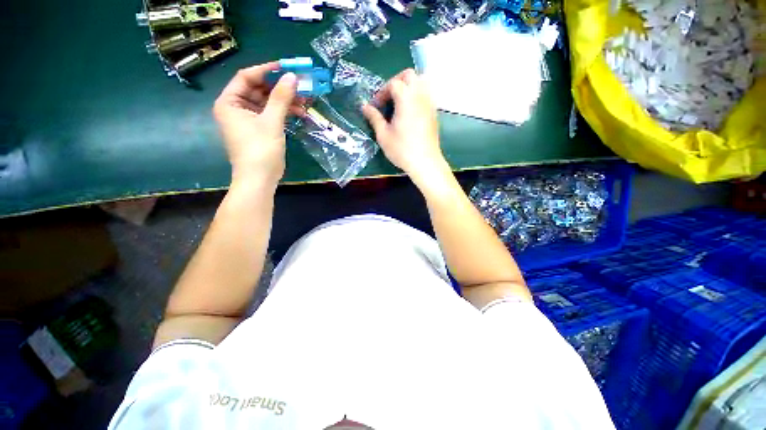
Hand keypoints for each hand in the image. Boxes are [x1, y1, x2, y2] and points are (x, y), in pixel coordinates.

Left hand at [213, 62, 303, 185]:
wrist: (260, 179)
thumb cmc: (260, 150)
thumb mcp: (271, 122)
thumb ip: (281, 98)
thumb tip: (292, 76)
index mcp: (229, 102)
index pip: (246, 77)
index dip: (266, 70)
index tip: (286, 68)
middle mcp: (236, 108)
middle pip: (258, 89)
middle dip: (279, 88)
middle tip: (300, 86)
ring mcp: (248, 119)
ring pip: (267, 103)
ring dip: (285, 101)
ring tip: (304, 102)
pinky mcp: (259, 129)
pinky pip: (271, 114)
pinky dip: (284, 113)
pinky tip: (299, 113)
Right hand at [362, 69, 446, 181]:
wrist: (425, 163)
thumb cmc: (402, 149)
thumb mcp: (383, 135)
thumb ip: (374, 118)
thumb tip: (365, 107)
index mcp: (406, 98)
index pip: (393, 83)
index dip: (382, 92)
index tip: (376, 106)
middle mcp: (420, 96)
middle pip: (409, 75)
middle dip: (396, 82)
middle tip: (388, 98)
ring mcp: (430, 104)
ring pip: (421, 83)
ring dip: (408, 87)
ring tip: (399, 104)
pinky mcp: (434, 113)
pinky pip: (426, 95)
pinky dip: (416, 97)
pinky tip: (409, 114)